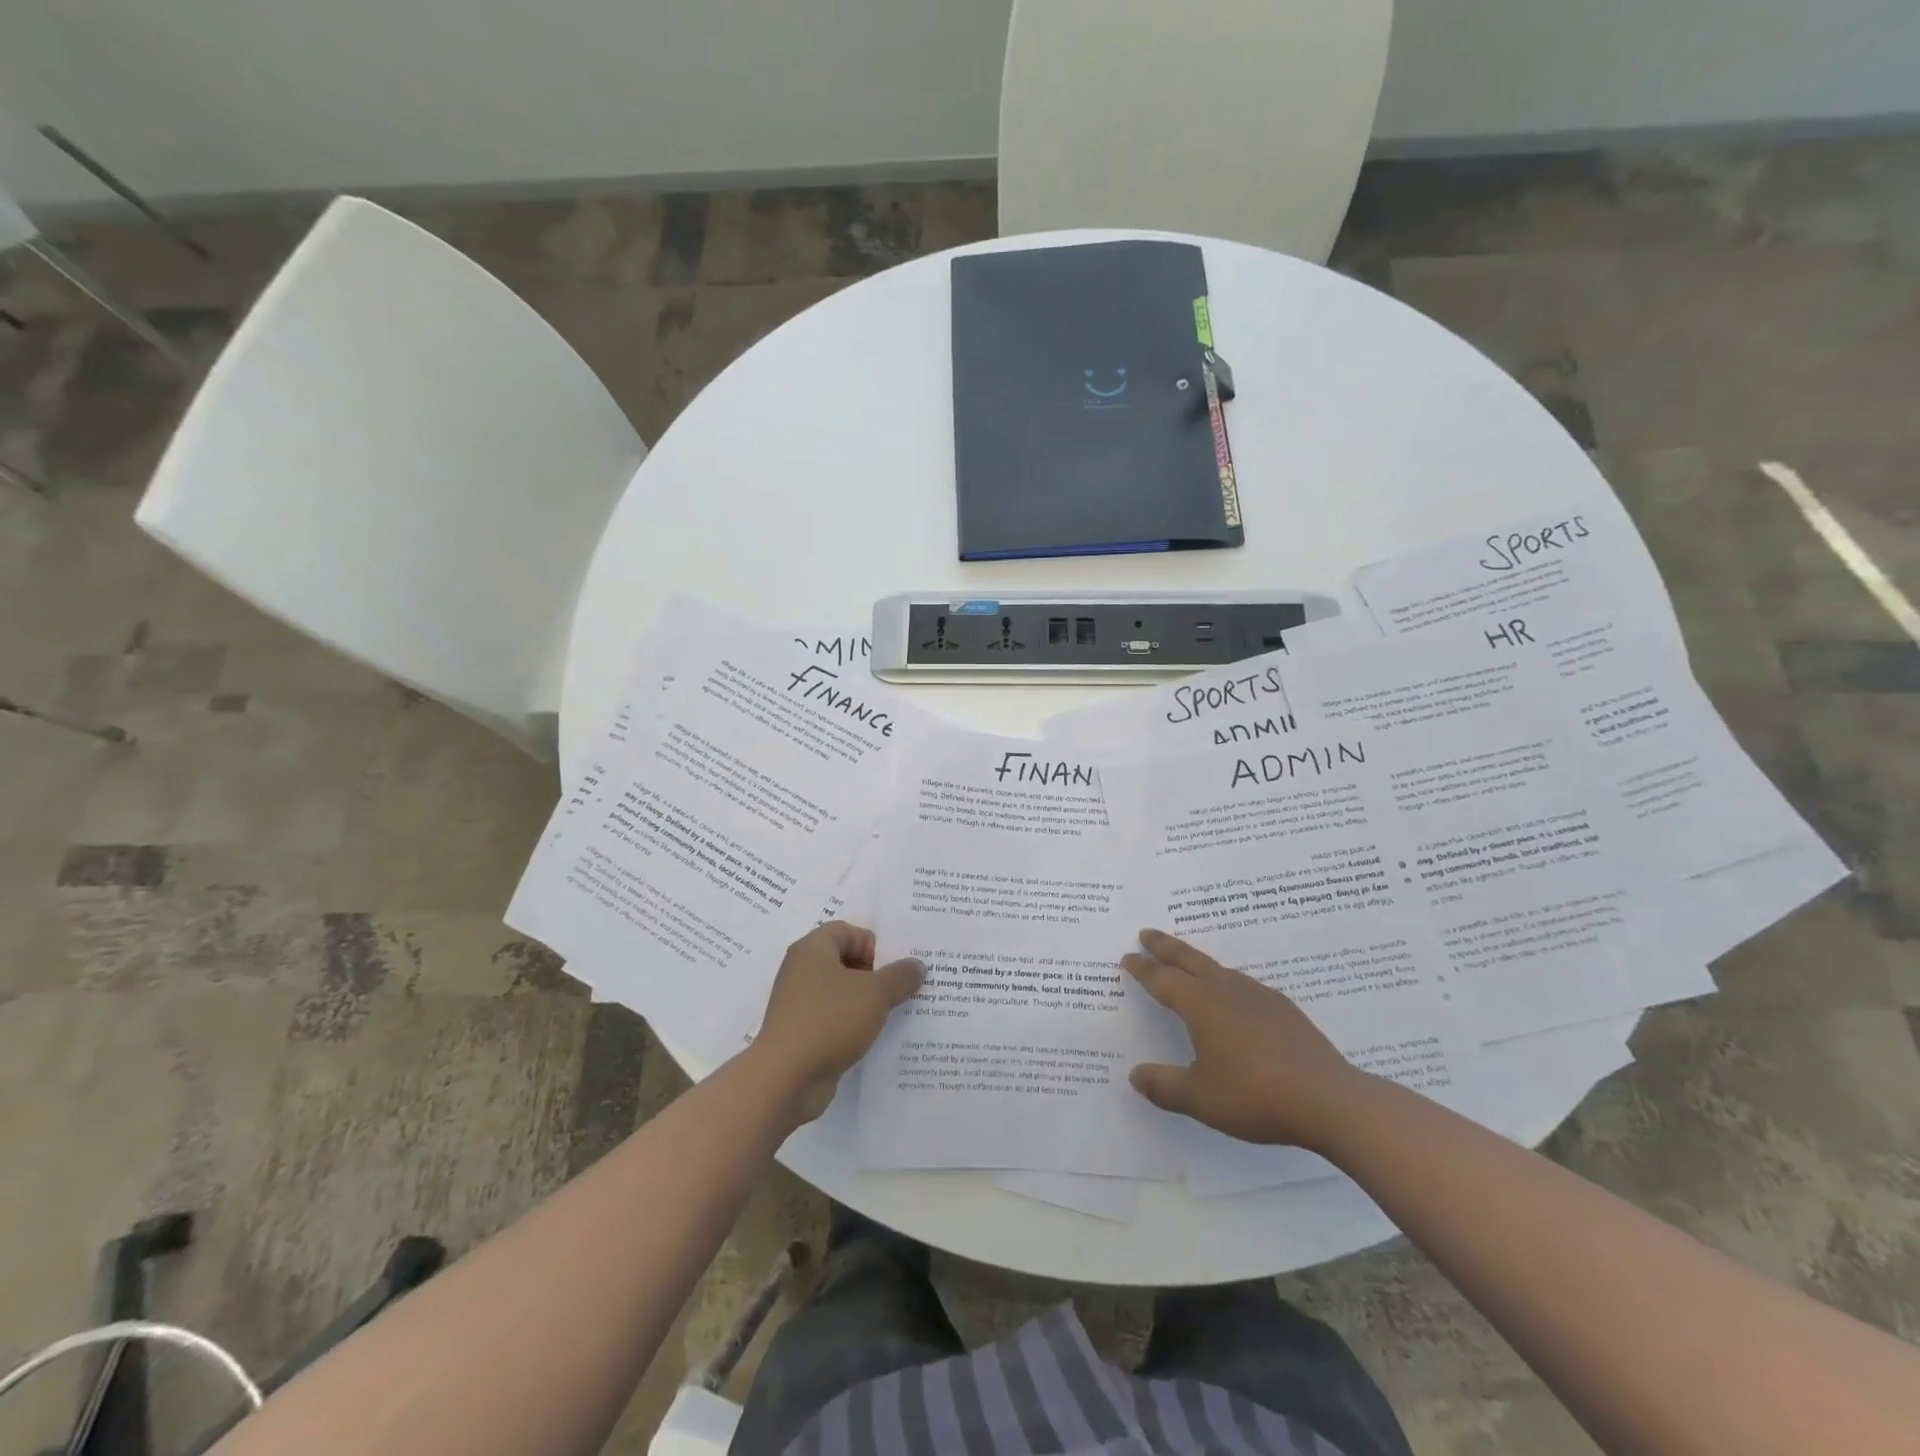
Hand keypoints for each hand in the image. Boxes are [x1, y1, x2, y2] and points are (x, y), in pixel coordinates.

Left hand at [750, 921, 923, 1122]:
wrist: (786, 1079)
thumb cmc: (830, 1020)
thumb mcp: (875, 994)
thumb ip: (900, 976)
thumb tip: (917, 965)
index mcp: (813, 949)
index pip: (847, 931)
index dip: (873, 945)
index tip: (893, 969)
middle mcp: (801, 970)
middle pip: (844, 960)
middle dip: (875, 974)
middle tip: (901, 989)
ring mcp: (799, 1003)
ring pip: (841, 992)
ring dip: (866, 1001)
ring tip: (893, 1014)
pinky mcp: (801, 1031)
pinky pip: (833, 1018)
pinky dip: (852, 1024)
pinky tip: (872, 1038)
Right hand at [1125, 929, 1362, 1150]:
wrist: (1329, 1099)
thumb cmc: (1256, 1095)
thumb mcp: (1201, 1098)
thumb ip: (1165, 1086)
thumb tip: (1135, 1076)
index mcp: (1201, 1006)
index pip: (1164, 980)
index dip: (1143, 969)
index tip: (1128, 957)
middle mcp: (1227, 991)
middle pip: (1190, 960)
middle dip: (1165, 946)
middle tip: (1147, 933)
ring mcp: (1259, 997)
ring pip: (1219, 969)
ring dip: (1197, 961)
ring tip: (1188, 963)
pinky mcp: (1284, 1009)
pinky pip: (1245, 984)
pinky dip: (1227, 981)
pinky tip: (1235, 997)